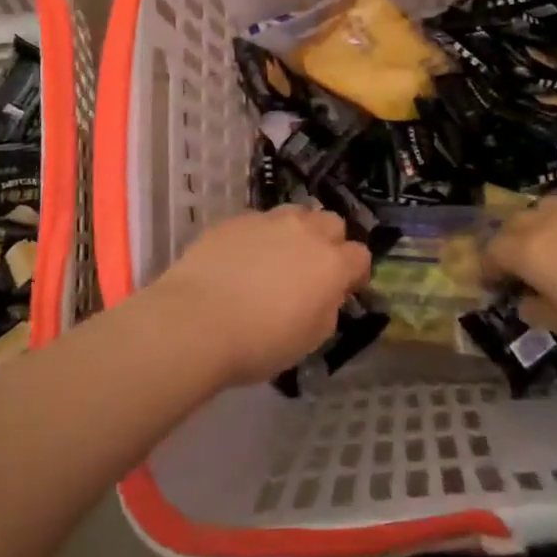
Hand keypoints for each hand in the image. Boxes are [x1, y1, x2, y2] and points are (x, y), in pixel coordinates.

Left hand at [151, 205, 370, 386]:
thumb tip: (326, 293)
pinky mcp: (236, 219)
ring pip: (296, 214)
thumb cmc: (259, 342)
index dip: (356, 273)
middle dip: (330, 242)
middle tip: (312, 269)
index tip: (345, 290)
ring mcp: (268, 220)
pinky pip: (260, 221)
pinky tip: (242, 261)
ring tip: (278, 259)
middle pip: (332, 223)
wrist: (196, 321)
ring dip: (297, 232)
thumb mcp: (309, 339)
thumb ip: (327, 308)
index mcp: (331, 264)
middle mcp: (305, 232)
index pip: (360, 256)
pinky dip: (260, 237)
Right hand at [483, 197, 556, 366]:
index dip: (489, 266)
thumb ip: (539, 310)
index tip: (493, 283)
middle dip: (511, 241)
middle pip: (517, 222)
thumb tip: (526, 301)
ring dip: (543, 227)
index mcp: (531, 250)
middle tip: (520, 266)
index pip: (495, 249)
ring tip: (556, 250)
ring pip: (550, 209)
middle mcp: (552, 221)